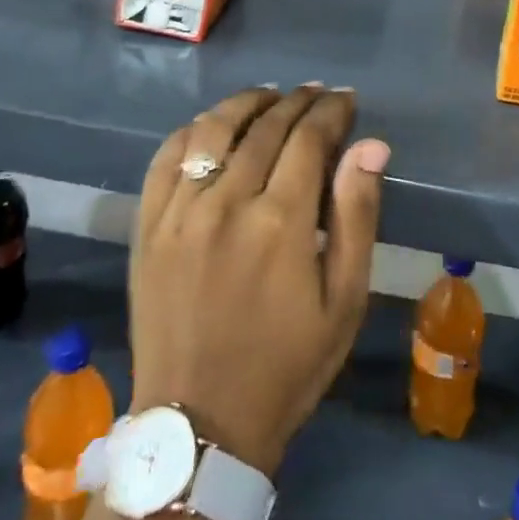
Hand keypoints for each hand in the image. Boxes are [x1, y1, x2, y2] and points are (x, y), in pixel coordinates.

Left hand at [129, 85, 390, 475]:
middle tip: (315, 93)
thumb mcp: (344, 300)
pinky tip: (211, 127)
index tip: (345, 100)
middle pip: (264, 126)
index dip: (331, 111)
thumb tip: (371, 146)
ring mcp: (179, 212)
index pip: (309, 138)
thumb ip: (357, 215)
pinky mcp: (147, 226)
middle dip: (296, 102)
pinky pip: (166, 157)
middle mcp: (226, 202)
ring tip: (269, 97)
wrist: (200, 425)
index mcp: (280, 222)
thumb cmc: (287, 365)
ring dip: (245, 103)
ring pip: (212, 129)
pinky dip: (192, 130)